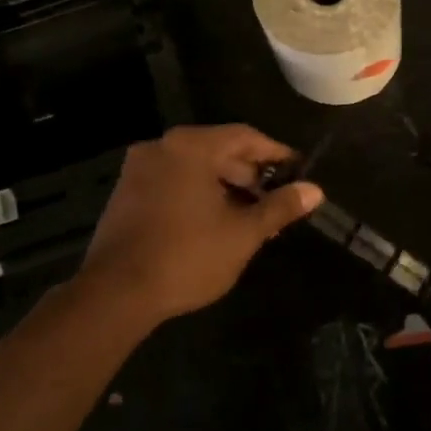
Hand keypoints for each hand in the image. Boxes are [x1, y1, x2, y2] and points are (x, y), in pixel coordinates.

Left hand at [79, 125, 320, 327]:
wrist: (115, 294)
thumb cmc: (187, 256)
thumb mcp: (242, 233)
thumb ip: (279, 207)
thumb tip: (315, 190)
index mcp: (191, 147)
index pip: (245, 137)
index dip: (276, 153)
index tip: (298, 170)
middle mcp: (162, 147)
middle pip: (218, 150)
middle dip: (249, 175)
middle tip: (275, 201)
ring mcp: (138, 170)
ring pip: (194, 168)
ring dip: (225, 187)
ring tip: (250, 218)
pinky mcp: (125, 194)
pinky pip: (173, 182)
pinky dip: (197, 194)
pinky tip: (214, 223)